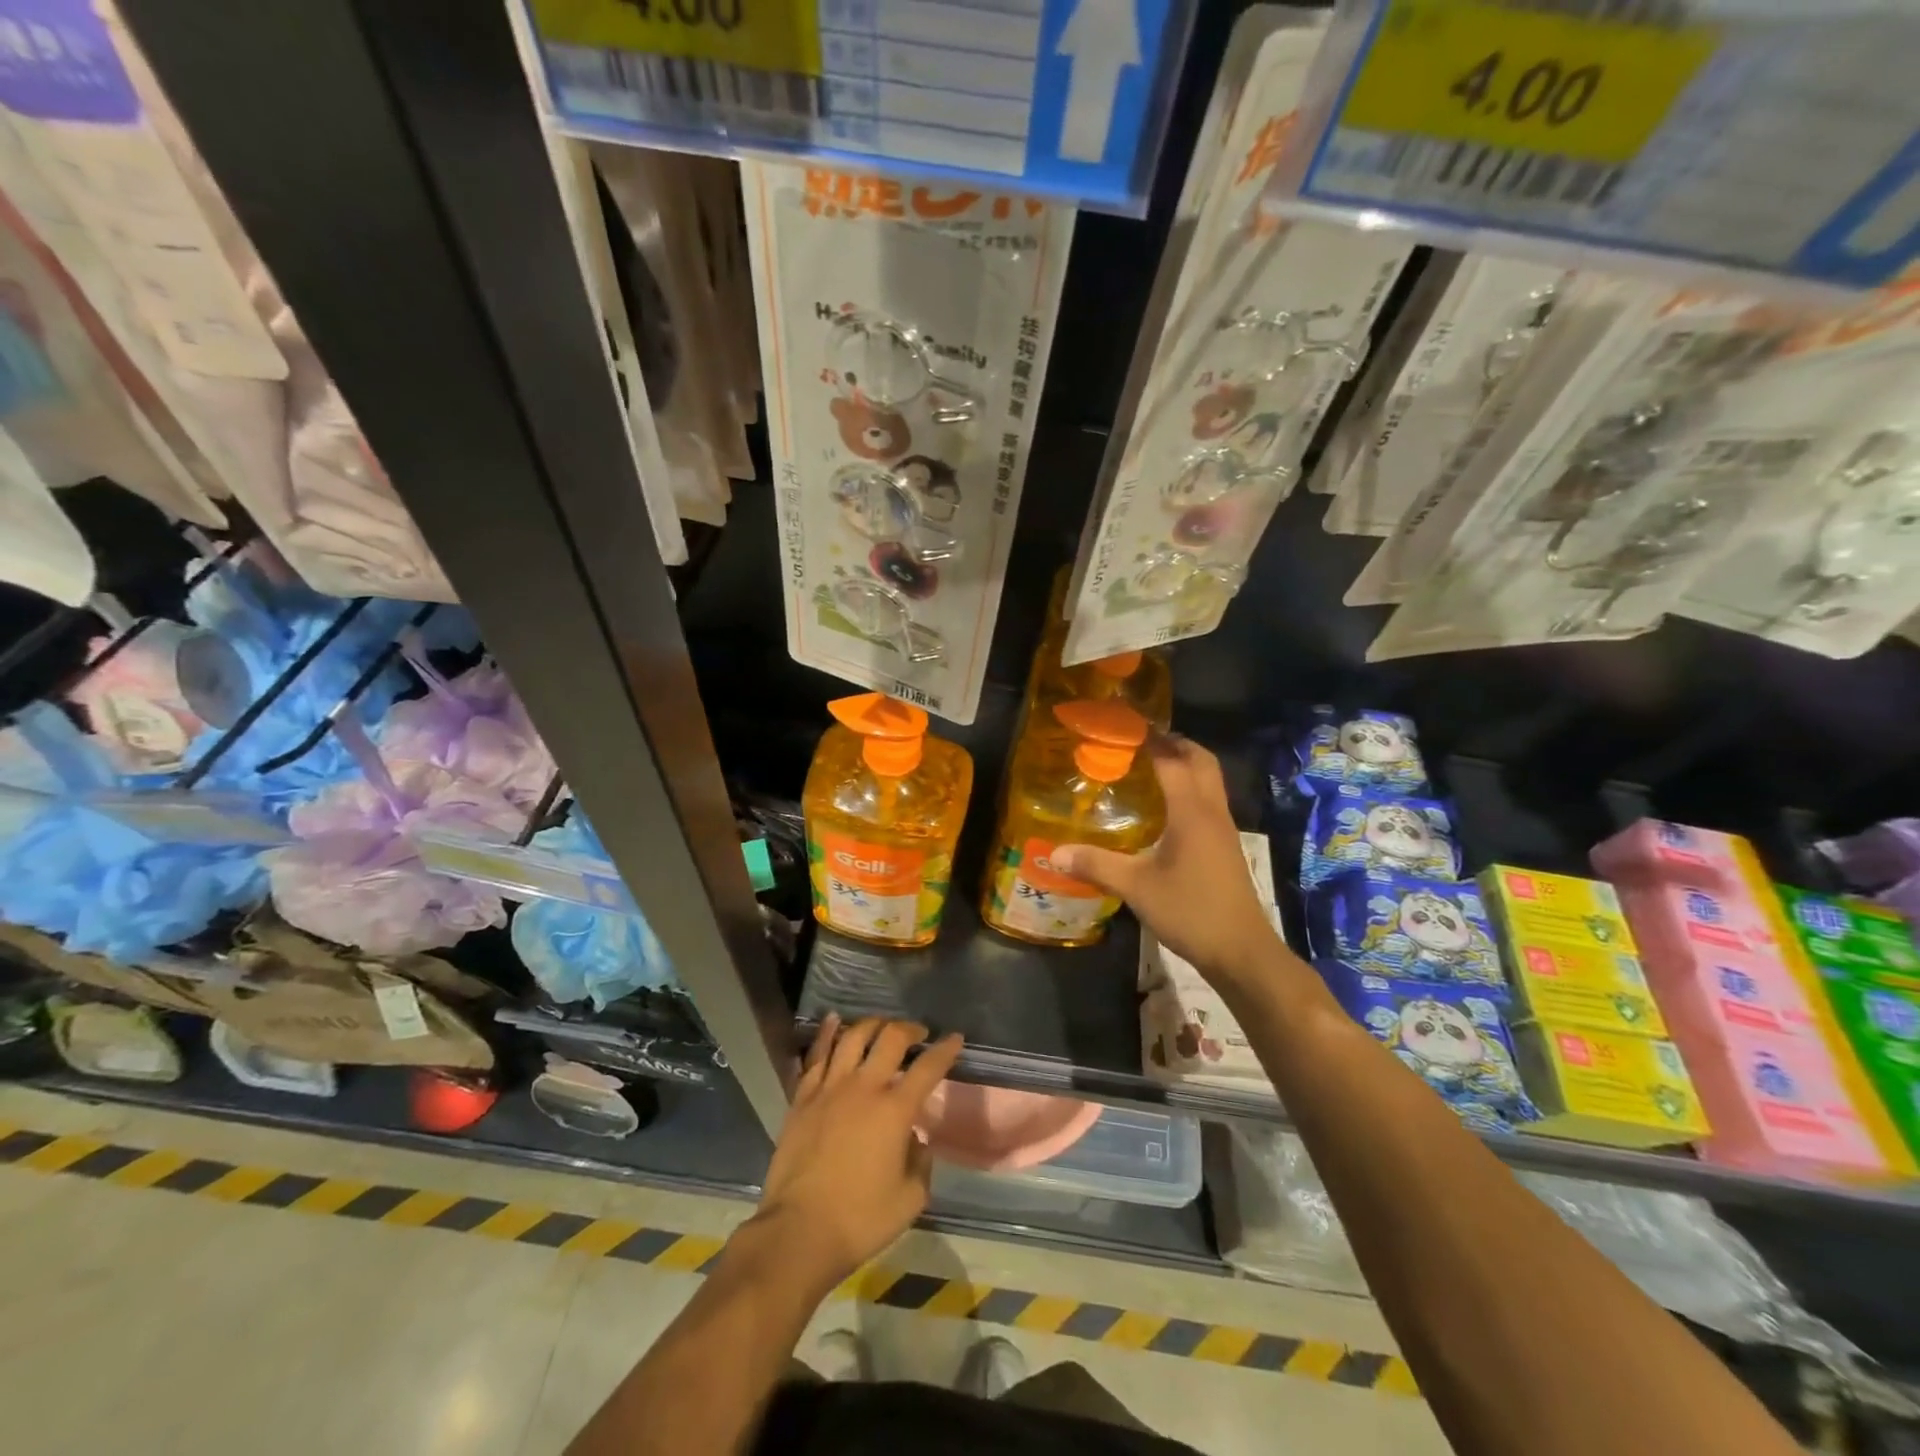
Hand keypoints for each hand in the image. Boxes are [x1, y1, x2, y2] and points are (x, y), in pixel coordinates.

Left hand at [750, 1016, 961, 1293]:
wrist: (798, 1232)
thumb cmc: (860, 1220)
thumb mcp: (910, 1200)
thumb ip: (921, 1163)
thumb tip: (915, 1140)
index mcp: (895, 1110)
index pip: (928, 1068)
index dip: (945, 1049)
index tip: (955, 1038)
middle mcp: (864, 1087)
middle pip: (890, 1039)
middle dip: (909, 1029)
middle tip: (918, 1033)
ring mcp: (830, 1088)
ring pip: (852, 1037)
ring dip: (872, 1025)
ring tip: (881, 1026)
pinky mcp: (803, 1098)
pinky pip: (816, 1055)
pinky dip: (827, 1034)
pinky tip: (834, 1021)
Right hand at [1052, 736, 1280, 985]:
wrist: (1241, 951)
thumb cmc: (1190, 911)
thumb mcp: (1137, 888)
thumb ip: (1096, 865)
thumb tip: (1053, 853)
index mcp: (1192, 812)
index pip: (1173, 760)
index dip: (1151, 740)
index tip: (1126, 726)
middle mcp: (1212, 812)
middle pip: (1202, 761)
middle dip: (1176, 743)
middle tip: (1143, 740)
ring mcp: (1224, 829)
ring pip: (1210, 780)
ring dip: (1186, 764)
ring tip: (1151, 766)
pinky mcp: (1226, 846)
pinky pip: (1209, 801)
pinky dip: (1191, 788)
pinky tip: (1167, 808)